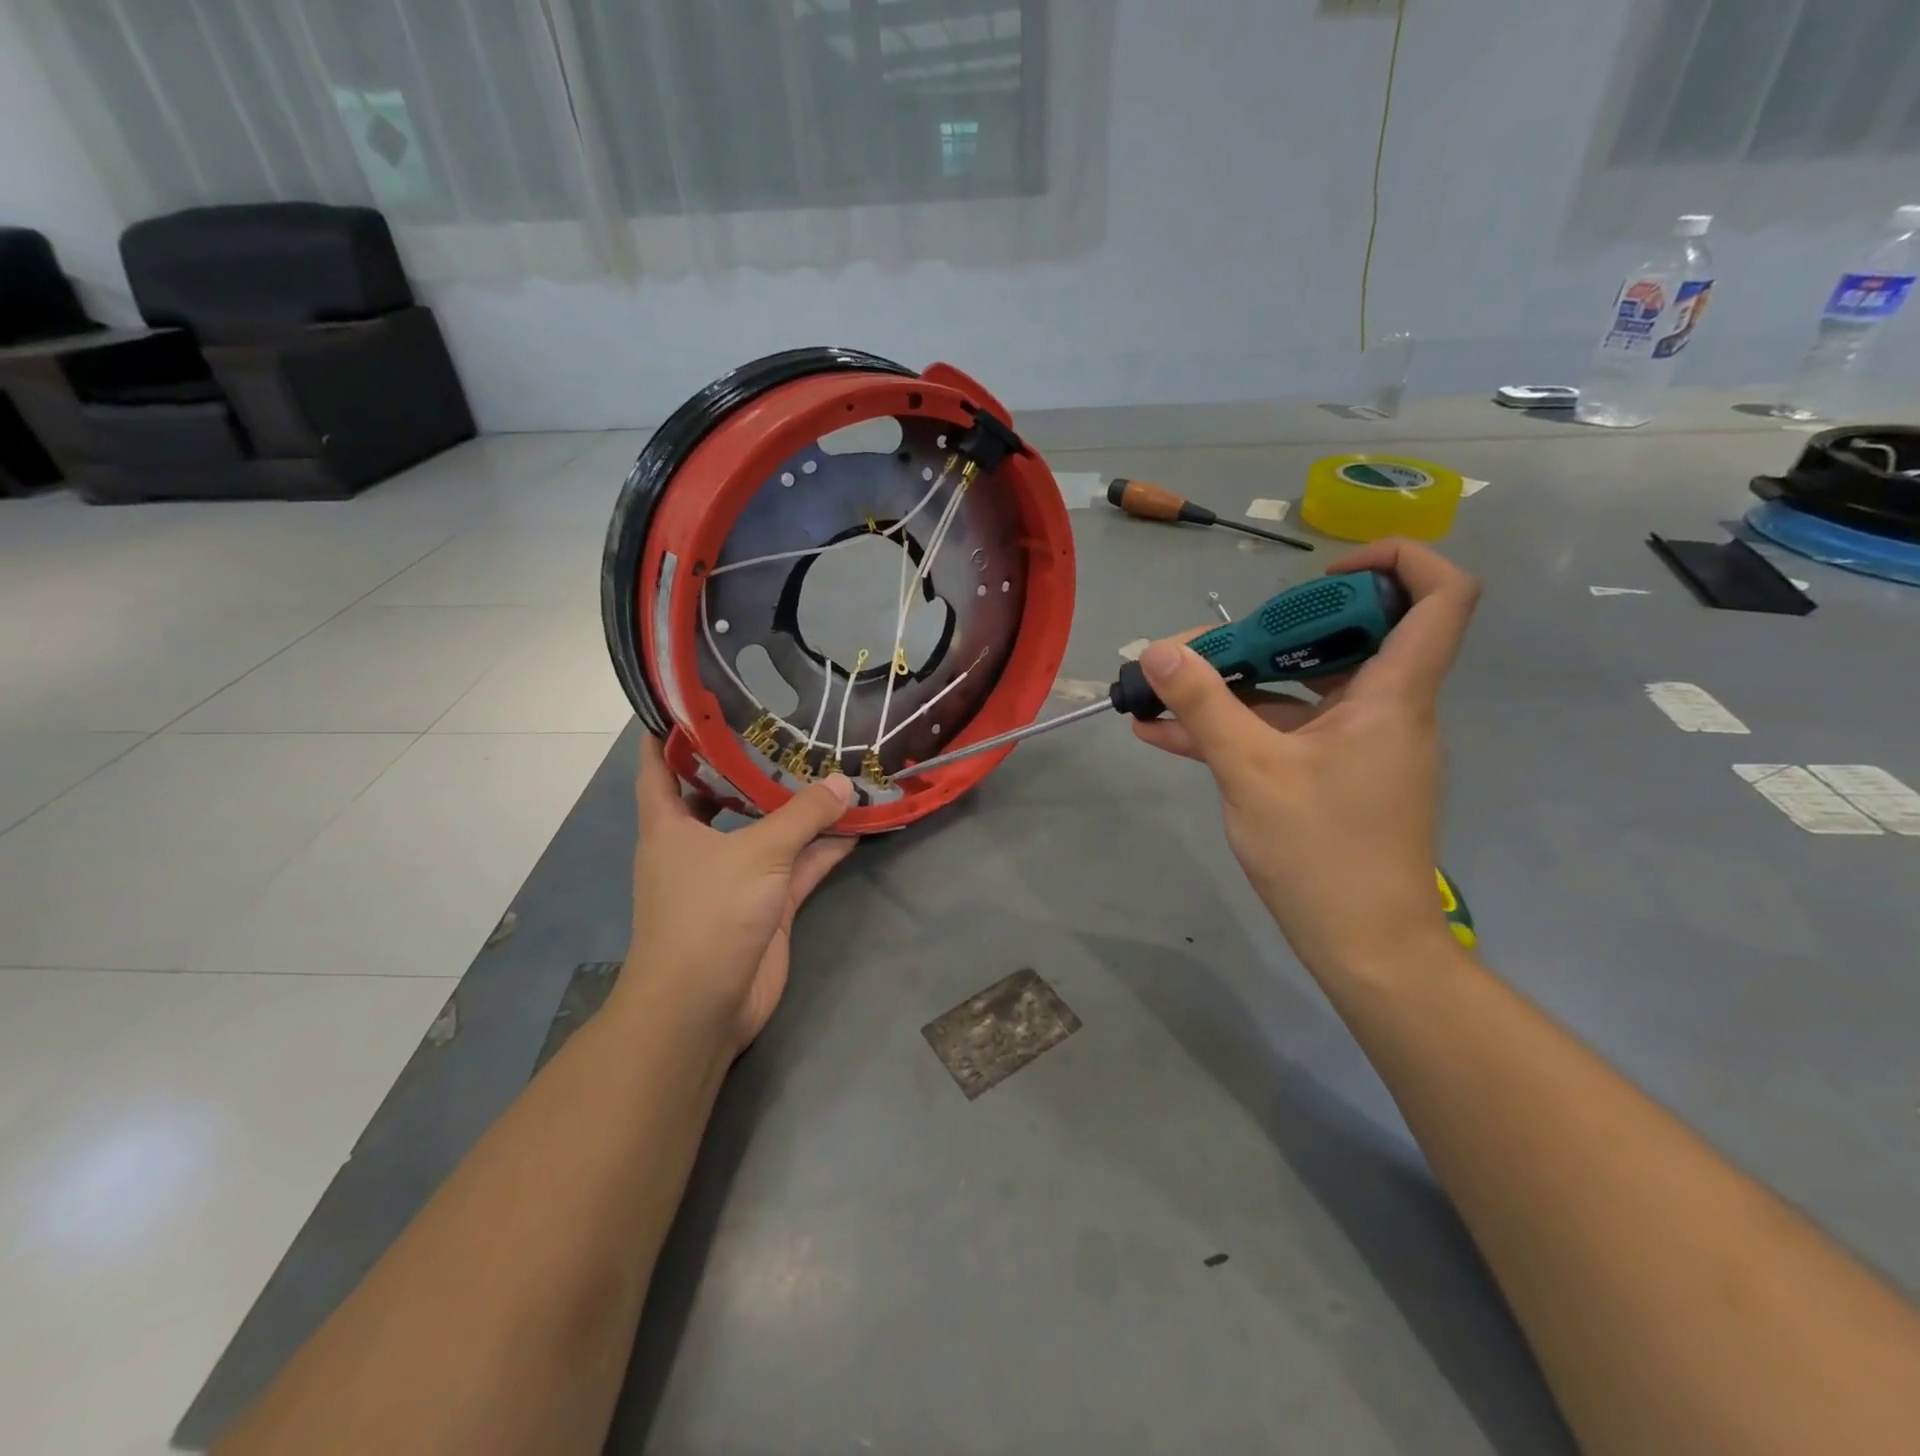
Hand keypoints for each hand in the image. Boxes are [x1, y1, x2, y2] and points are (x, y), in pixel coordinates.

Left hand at [623, 735, 856, 1055]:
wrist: (703, 1006)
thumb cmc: (708, 914)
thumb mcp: (757, 853)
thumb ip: (803, 816)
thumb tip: (844, 782)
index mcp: (670, 825)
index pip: (659, 766)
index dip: (669, 731)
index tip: (692, 697)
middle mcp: (699, 845)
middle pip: (722, 794)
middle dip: (750, 764)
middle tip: (786, 725)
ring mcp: (735, 876)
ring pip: (769, 830)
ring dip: (798, 808)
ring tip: (833, 767)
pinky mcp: (766, 905)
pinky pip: (799, 866)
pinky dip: (823, 848)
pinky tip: (855, 823)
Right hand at [1133, 539, 1478, 978]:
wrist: (1364, 947)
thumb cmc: (1322, 853)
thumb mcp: (1251, 771)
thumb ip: (1204, 705)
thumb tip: (1157, 649)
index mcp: (1394, 694)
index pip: (1441, 596)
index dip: (1396, 561)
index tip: (1322, 572)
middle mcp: (1386, 708)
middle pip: (1348, 635)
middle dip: (1272, 630)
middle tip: (1214, 645)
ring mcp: (1358, 743)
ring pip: (1303, 687)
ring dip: (1237, 681)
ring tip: (1165, 686)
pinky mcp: (1333, 774)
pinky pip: (1285, 730)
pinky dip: (1235, 725)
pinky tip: (1164, 731)